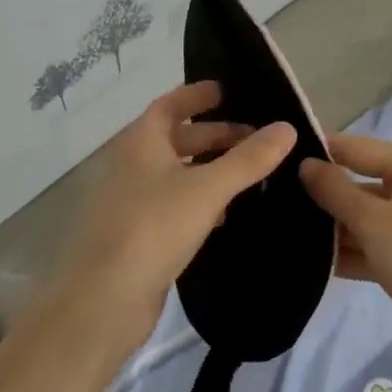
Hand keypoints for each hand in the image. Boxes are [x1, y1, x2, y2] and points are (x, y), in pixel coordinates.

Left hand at [44, 82, 296, 364]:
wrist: (103, 300)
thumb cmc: (153, 229)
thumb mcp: (207, 189)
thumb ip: (248, 159)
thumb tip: (287, 128)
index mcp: (141, 142)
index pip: (170, 105)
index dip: (198, 96)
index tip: (228, 91)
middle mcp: (133, 165)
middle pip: (177, 139)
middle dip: (215, 136)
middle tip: (256, 139)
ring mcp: (133, 201)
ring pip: (177, 174)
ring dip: (210, 170)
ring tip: (251, 174)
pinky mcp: (138, 235)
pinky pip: (174, 205)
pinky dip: (200, 201)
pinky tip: (225, 215)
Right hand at [300, 134, 391, 377]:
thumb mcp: (373, 223)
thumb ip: (334, 191)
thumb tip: (305, 164)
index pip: (359, 149)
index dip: (321, 151)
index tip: (279, 155)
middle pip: (363, 183)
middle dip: (325, 197)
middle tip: (276, 202)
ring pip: (368, 216)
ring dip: (335, 228)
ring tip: (287, 232)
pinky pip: (378, 243)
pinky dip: (353, 251)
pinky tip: (314, 263)